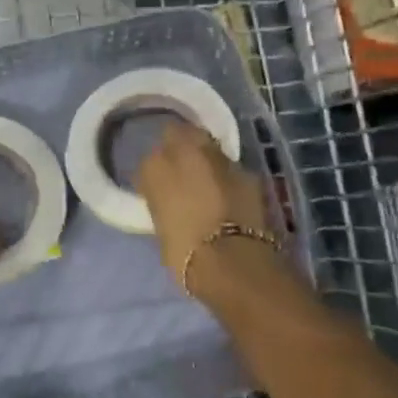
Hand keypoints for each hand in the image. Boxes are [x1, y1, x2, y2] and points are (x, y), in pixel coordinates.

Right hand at [136, 122, 275, 291]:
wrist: (233, 263)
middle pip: (178, 133)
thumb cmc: (184, 253)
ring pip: (207, 145)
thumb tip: (169, 199)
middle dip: (179, 145)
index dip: (156, 172)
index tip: (158, 186)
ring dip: (205, 157)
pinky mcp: (247, 171)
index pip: (149, 159)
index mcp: (154, 167)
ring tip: (207, 179)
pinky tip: (230, 193)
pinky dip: (228, 176)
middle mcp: (185, 151)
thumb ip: (163, 201)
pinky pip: (231, 167)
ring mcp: (219, 158)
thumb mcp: (160, 225)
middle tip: (181, 168)